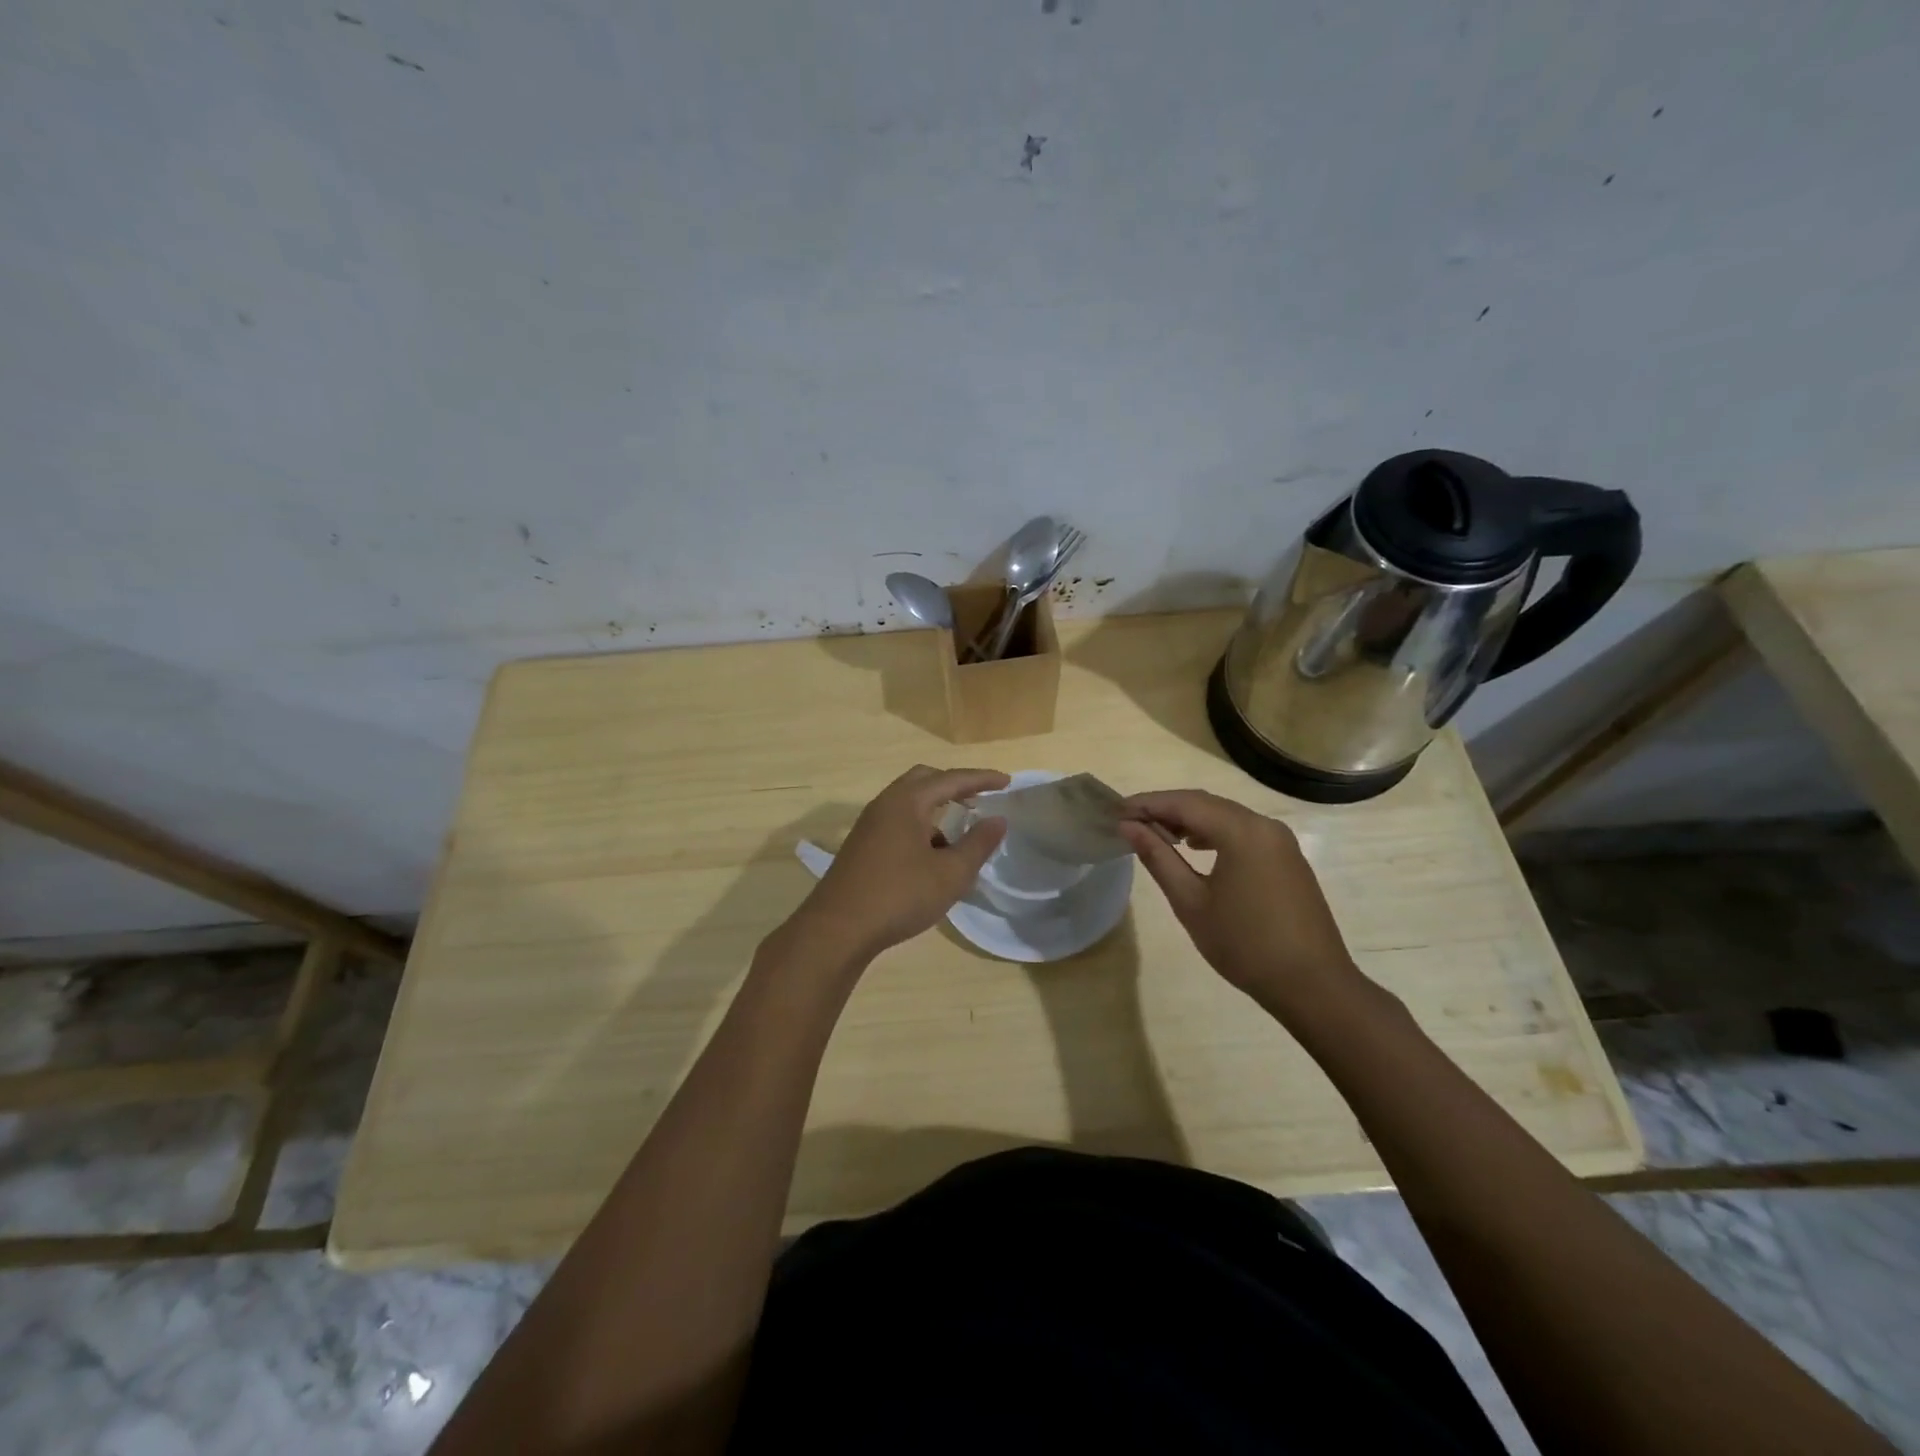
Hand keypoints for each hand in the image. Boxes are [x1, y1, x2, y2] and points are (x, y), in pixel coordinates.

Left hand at [793, 765, 1008, 962]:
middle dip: (954, 786)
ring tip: (960, 836)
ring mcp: (869, 825)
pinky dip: (921, 829)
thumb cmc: (899, 895)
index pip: (951, 778)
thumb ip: (978, 844)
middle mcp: (885, 804)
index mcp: (907, 801)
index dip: (982, 779)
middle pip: (924, 780)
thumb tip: (997, 820)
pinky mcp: (862, 846)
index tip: (1006, 782)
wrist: (837, 929)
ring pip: (909, 803)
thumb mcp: (950, 873)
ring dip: (937, 810)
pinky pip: (898, 822)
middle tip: (980, 799)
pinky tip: (932, 860)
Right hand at [1119, 789, 1357, 1015]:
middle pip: (1206, 803)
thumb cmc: (1244, 945)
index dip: (1147, 803)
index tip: (1115, 811)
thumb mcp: (1191, 902)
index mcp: (1241, 831)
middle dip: (1166, 808)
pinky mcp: (1287, 858)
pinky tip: (1196, 848)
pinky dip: (1214, 832)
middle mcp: (1264, 825)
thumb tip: (1128, 827)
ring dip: (1190, 819)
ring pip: (1226, 816)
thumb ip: (1158, 858)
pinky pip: (1243, 832)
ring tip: (1157, 835)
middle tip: (1130, 822)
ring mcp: (1280, 841)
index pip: (1185, 802)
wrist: (1313, 985)